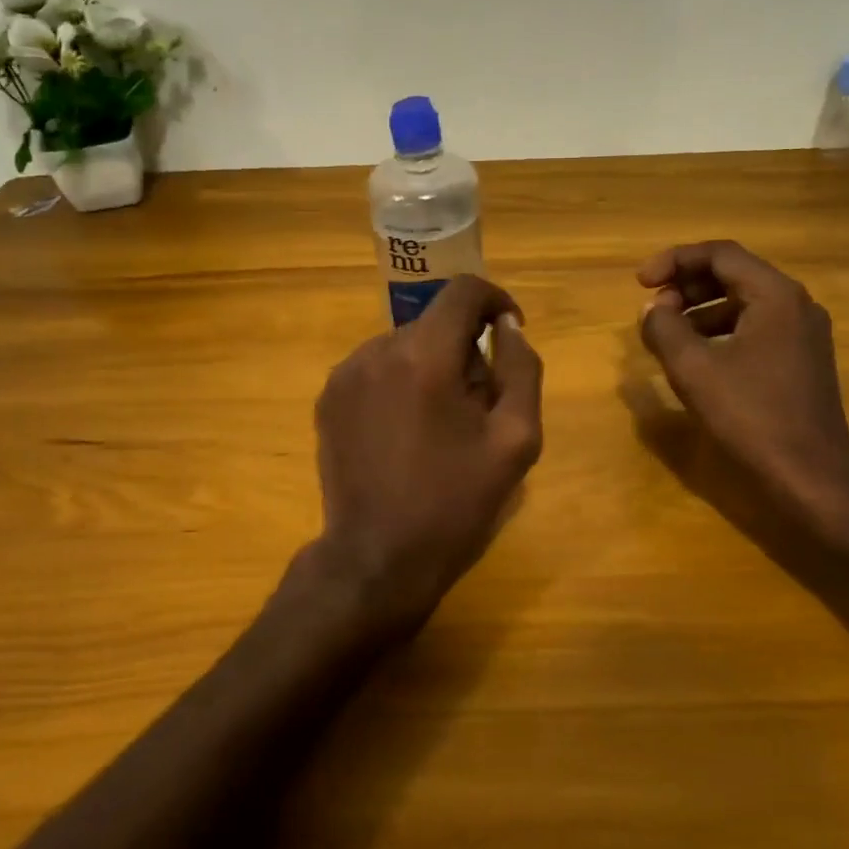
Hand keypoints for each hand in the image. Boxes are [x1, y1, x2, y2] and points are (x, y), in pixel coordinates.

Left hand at [290, 275, 544, 645]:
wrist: (377, 558)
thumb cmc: (455, 503)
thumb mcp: (515, 440)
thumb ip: (520, 370)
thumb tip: (508, 327)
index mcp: (426, 356)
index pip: (463, 290)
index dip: (495, 301)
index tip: (508, 333)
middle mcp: (377, 351)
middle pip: (434, 322)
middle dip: (464, 348)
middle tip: (478, 402)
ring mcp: (345, 375)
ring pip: (404, 346)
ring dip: (430, 366)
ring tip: (439, 423)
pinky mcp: (328, 399)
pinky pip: (375, 369)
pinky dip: (399, 383)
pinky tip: (404, 431)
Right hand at [637, 241, 848, 532]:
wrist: (811, 476)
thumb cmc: (751, 416)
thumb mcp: (693, 369)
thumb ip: (664, 329)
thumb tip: (653, 310)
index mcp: (776, 296)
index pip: (720, 254)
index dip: (674, 261)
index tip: (640, 283)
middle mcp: (796, 305)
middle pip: (734, 274)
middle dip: (687, 285)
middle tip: (654, 308)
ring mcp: (804, 334)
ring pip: (744, 302)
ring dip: (701, 309)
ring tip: (668, 333)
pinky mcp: (801, 361)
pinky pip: (755, 328)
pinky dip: (721, 331)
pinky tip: (698, 357)